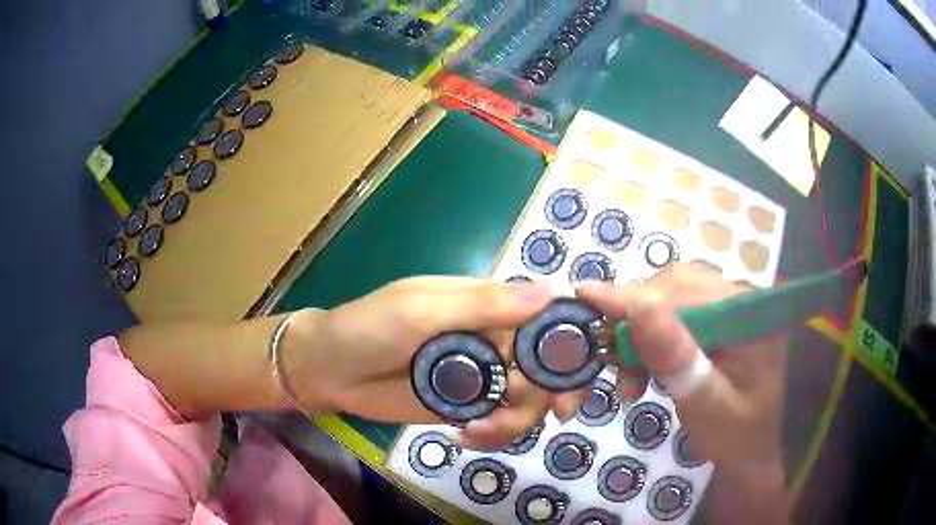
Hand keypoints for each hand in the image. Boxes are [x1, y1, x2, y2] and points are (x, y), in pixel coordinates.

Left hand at [282, 276, 583, 448]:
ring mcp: (478, 376)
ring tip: (482, 429)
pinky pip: (498, 422)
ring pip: (524, 399)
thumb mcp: (420, 309)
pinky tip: (467, 437)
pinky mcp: (463, 406)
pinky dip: (494, 434)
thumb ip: (482, 304)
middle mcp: (489, 340)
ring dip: (517, 419)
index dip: (567, 345)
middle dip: (549, 392)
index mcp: (485, 306)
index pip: (542, 319)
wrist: (329, 371)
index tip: (578, 374)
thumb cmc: (368, 328)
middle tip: (550, 415)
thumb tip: (549, 293)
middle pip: (543, 367)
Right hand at [576, 262, 787, 522]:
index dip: (632, 296)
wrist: (757, 448)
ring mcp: (731, 307)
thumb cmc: (736, 435)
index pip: (683, 292)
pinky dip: (652, 339)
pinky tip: (645, 367)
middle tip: (612, 363)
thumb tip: (638, 306)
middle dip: (635, 321)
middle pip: (676, 288)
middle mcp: (741, 298)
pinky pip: (678, 314)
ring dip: (641, 332)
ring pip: (672, 298)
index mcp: (748, 315)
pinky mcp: (721, 320)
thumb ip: (675, 359)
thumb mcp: (706, 405)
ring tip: (629, 376)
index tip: (584, 296)